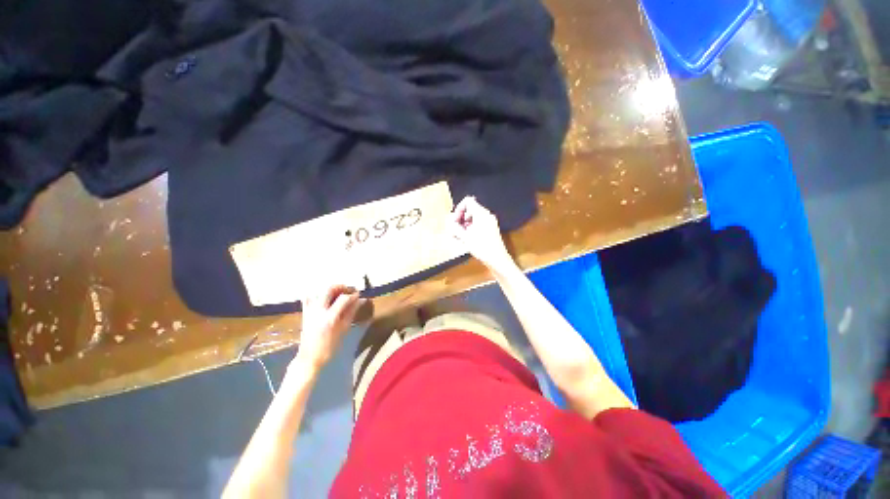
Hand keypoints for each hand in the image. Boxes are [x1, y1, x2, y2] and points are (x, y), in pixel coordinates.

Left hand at [295, 285, 364, 371]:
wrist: (309, 358)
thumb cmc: (330, 346)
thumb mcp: (344, 330)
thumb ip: (351, 312)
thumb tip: (361, 301)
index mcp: (330, 317)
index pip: (343, 299)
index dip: (353, 295)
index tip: (358, 295)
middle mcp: (318, 311)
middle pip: (328, 289)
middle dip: (341, 287)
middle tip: (348, 290)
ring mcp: (310, 311)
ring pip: (318, 291)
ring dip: (330, 289)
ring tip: (338, 293)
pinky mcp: (305, 313)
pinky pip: (309, 297)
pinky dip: (317, 294)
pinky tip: (324, 298)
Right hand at [449, 196, 512, 272]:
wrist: (497, 259)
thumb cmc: (482, 247)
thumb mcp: (465, 237)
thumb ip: (455, 227)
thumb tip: (449, 222)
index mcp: (481, 214)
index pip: (468, 201)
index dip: (459, 209)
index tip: (455, 220)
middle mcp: (487, 215)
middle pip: (470, 209)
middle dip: (461, 218)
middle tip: (455, 229)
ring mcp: (490, 222)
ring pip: (474, 217)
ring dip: (465, 224)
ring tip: (459, 236)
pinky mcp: (491, 229)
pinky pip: (478, 223)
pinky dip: (471, 228)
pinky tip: (467, 238)